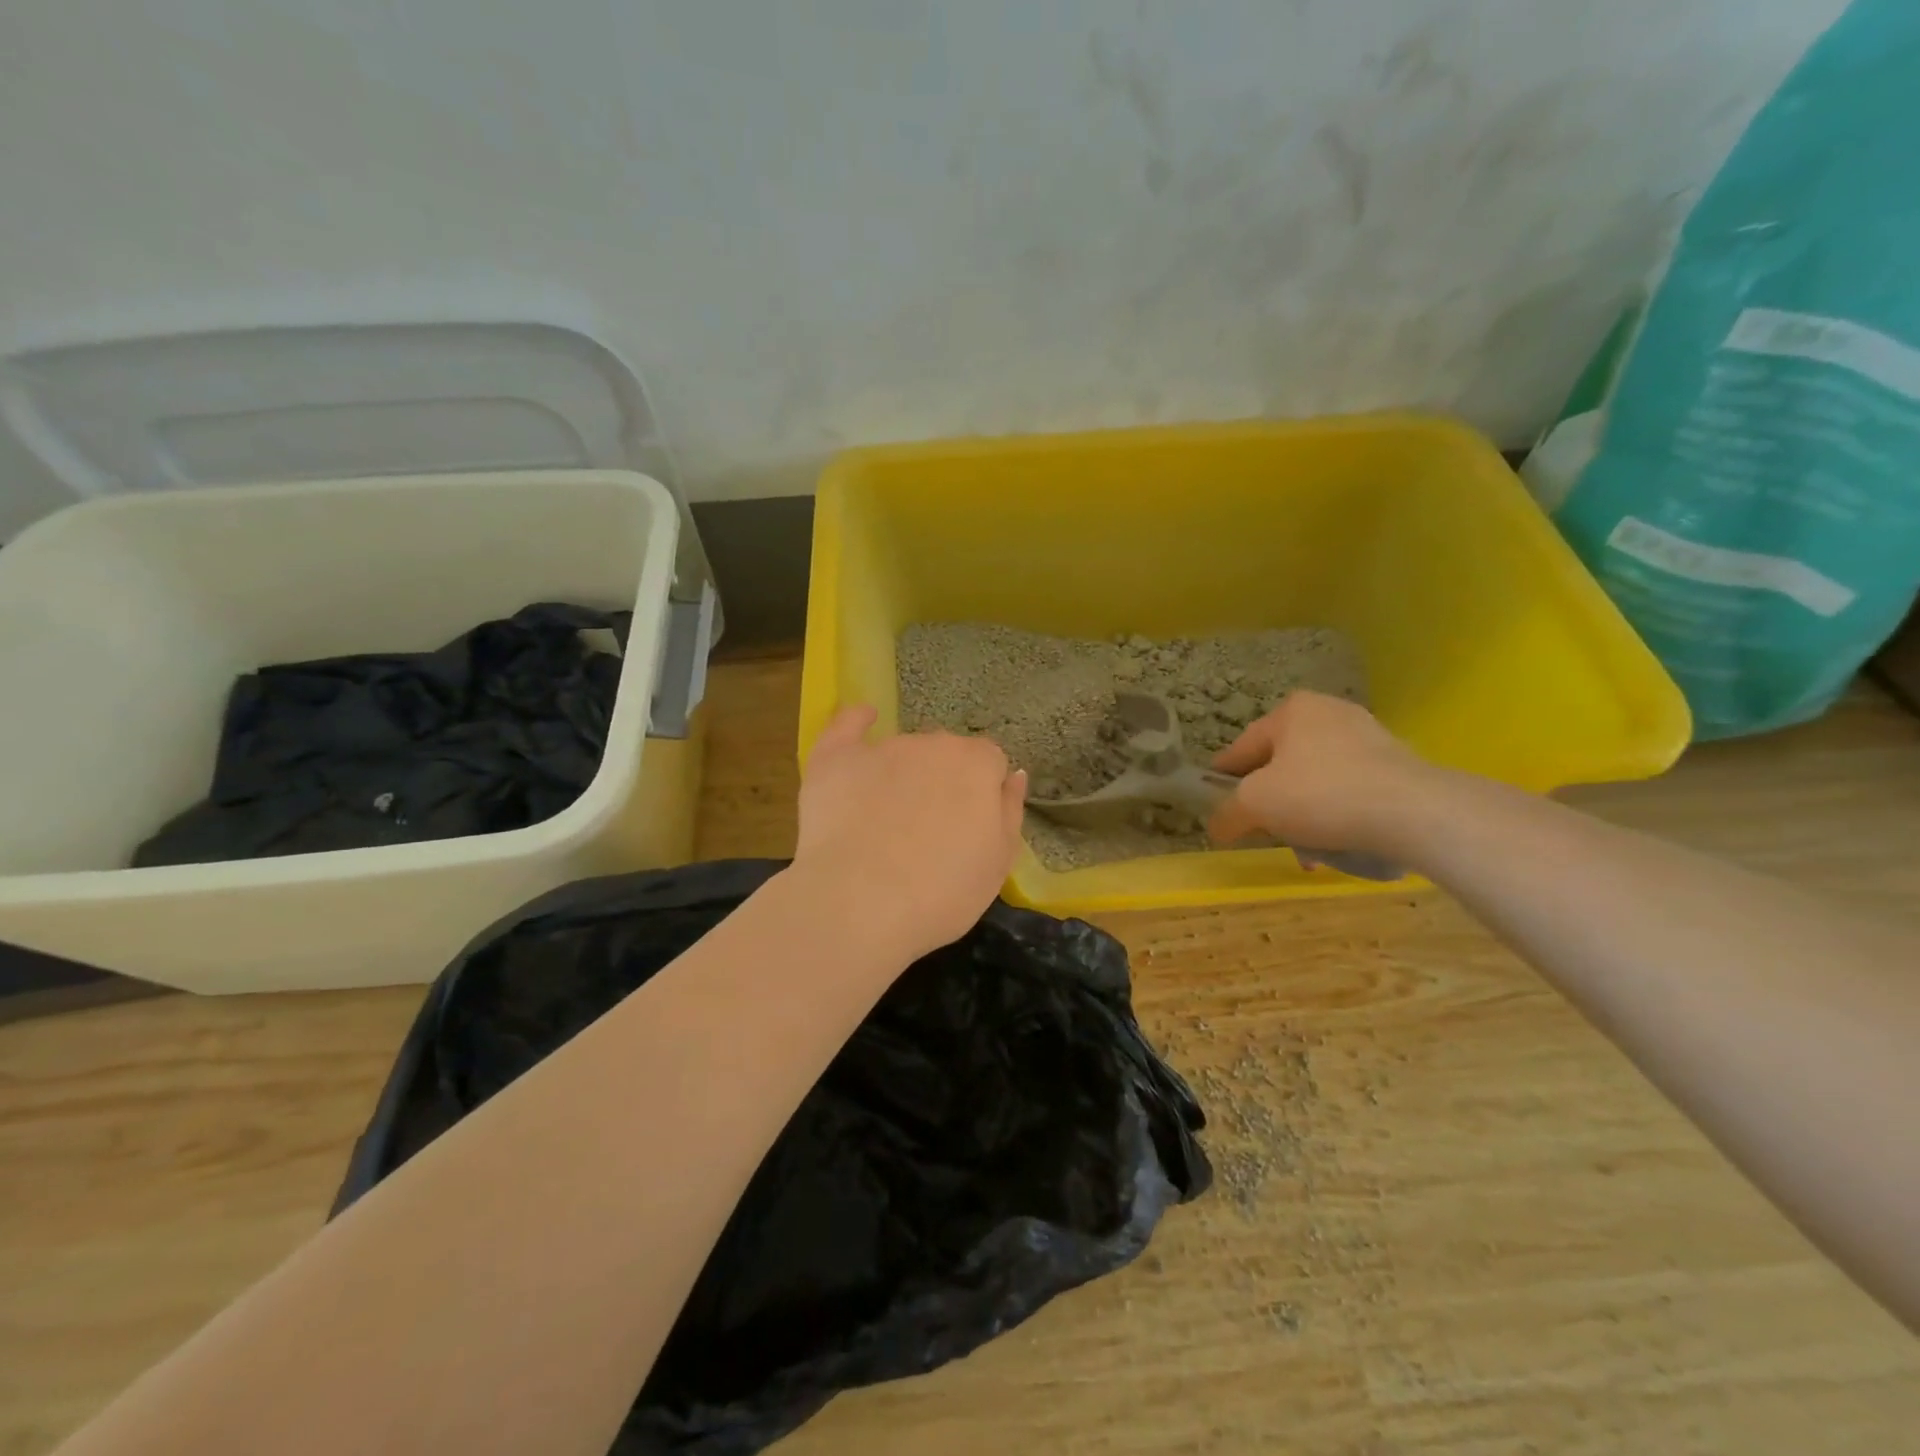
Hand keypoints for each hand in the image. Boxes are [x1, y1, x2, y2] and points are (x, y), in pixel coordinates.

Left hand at [794, 705, 1027, 959]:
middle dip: (943, 782)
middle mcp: (932, 744)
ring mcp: (882, 748)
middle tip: (929, 831)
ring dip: (902, 775)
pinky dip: (857, 721)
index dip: (982, 793)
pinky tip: (864, 718)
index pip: (990, 762)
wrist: (858, 904)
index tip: (970, 827)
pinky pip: (848, 726)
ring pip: (902, 751)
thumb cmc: (940, 894)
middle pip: (945, 754)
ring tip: (885, 824)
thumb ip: (1009, 812)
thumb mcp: (997, 864)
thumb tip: (1014, 775)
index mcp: (977, 766)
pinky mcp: (835, 758)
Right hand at [1206, 691, 1436, 855]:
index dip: (1223, 780)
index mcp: (1292, 710)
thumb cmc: (1321, 794)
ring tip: (1307, 851)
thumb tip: (1216, 827)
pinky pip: (1350, 790)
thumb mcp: (1255, 805)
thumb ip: (1226, 814)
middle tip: (1264, 833)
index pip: (1241, 748)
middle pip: (1281, 766)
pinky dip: (1337, 815)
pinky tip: (1338, 845)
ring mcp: (1368, 737)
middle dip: (1271, 804)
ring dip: (1303, 815)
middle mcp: (1329, 713)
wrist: (1414, 812)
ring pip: (1315, 781)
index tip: (1216, 808)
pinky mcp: (1397, 764)